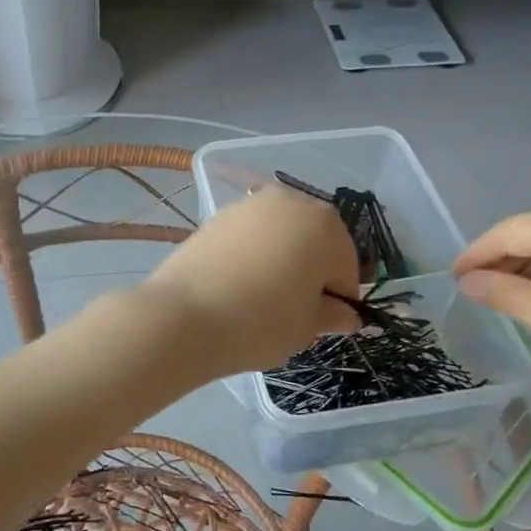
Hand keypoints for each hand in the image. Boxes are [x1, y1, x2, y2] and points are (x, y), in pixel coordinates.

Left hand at [143, 188, 360, 376]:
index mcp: (326, 226)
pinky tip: (239, 284)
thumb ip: (332, 315)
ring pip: (282, 235)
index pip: (345, 266)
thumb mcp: (306, 327)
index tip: (324, 323)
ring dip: (283, 259)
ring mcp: (251, 205)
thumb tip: (347, 315)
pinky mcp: (219, 215)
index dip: (339, 298)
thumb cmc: (261, 322)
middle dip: (312, 271)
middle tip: (296, 309)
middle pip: (315, 241)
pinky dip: (254, 254)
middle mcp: (292, 202)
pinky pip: (251, 236)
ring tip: (265, 297)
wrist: (183, 316)